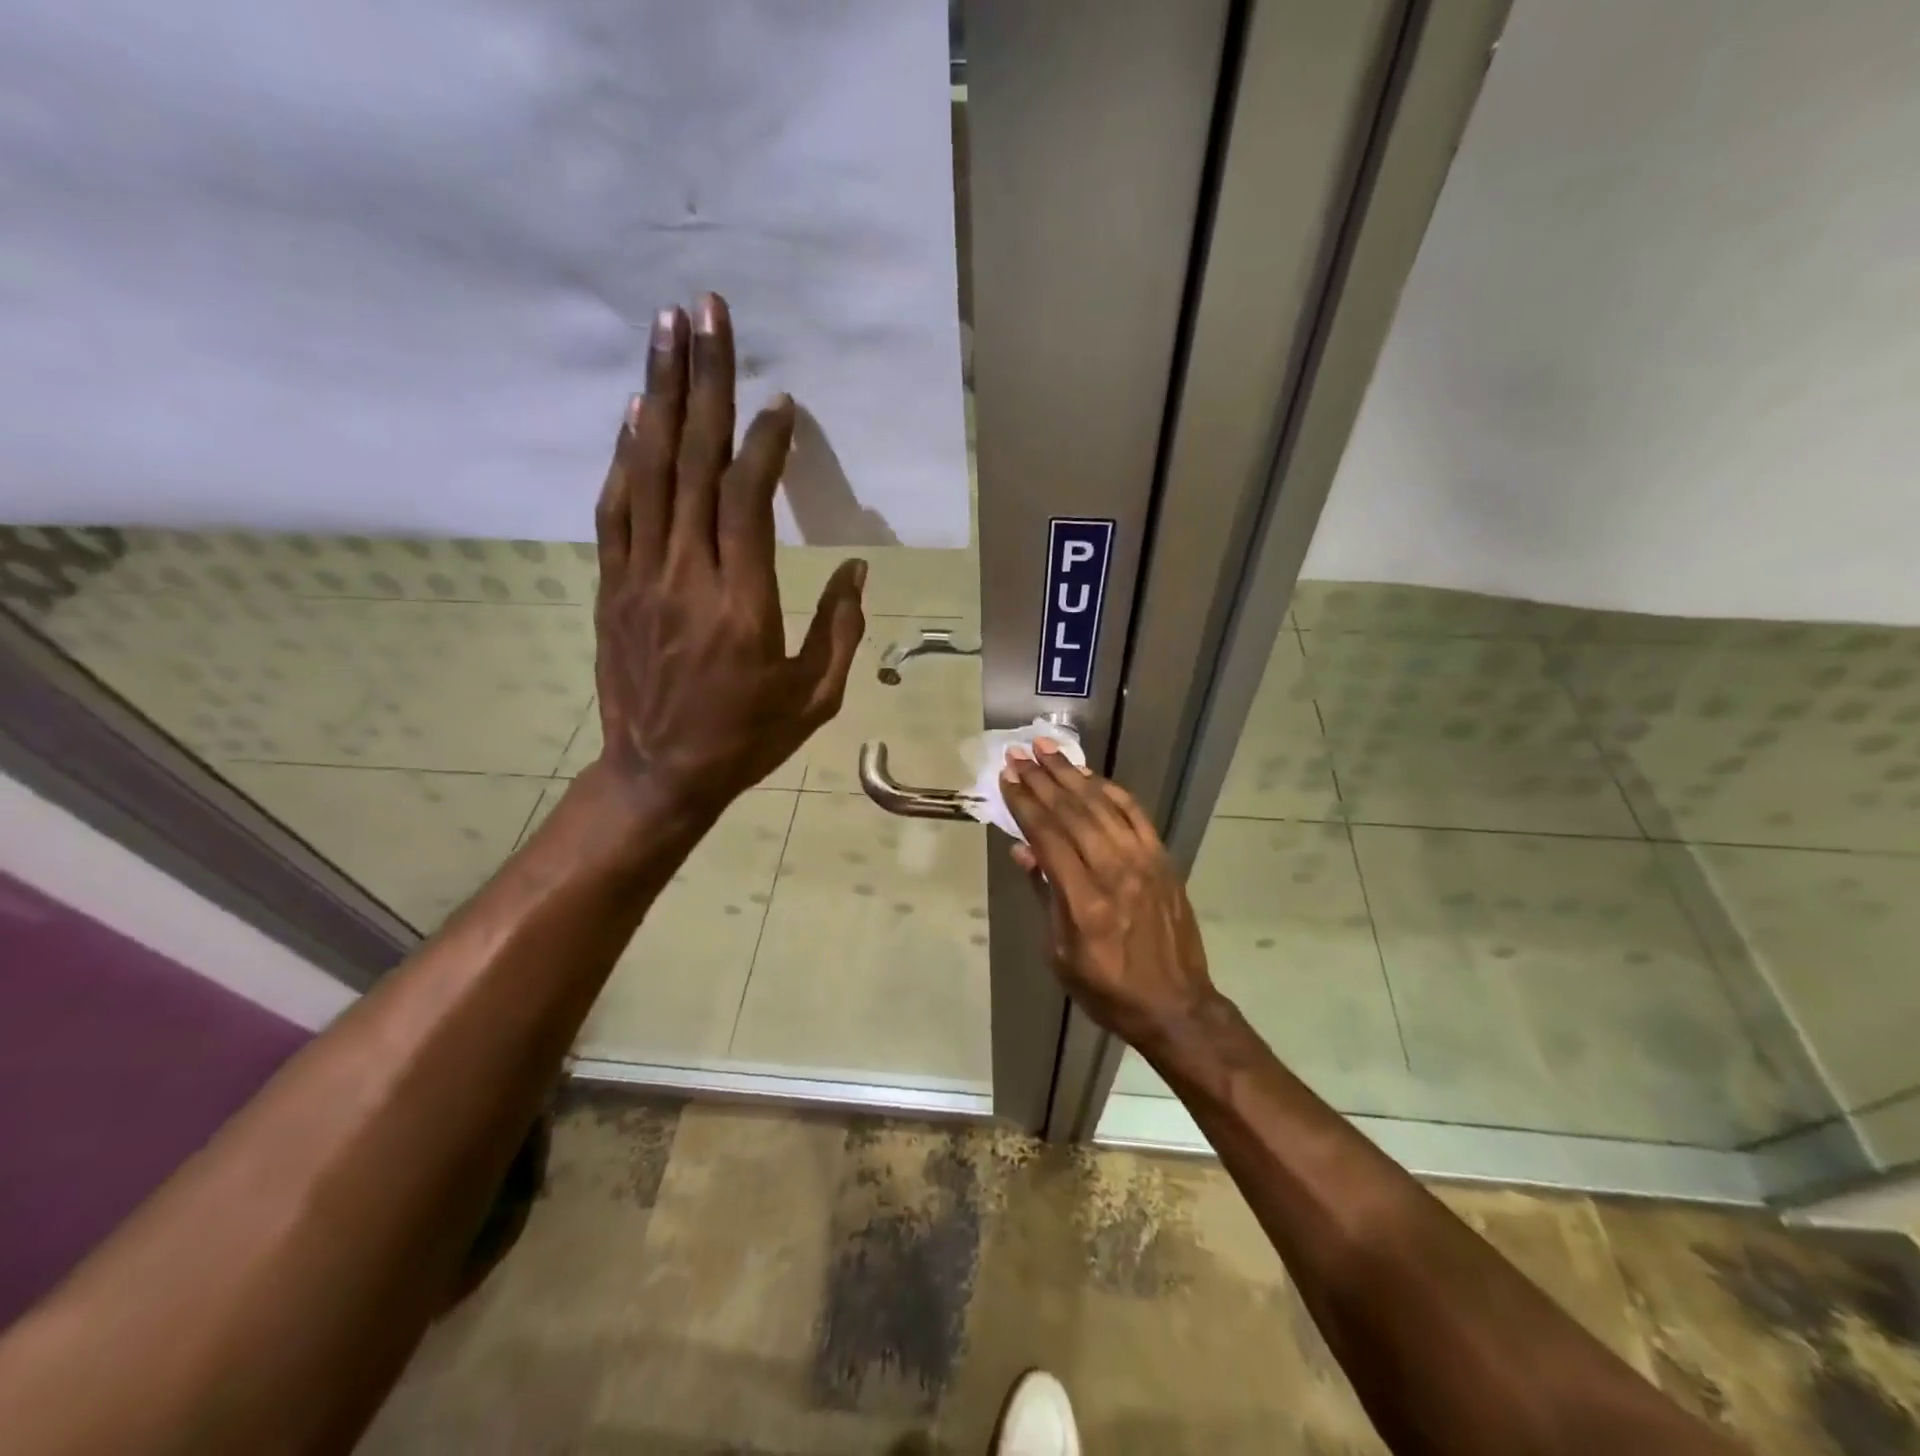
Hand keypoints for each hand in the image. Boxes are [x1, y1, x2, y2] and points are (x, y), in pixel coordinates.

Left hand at [590, 293, 865, 820]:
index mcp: (740, 603)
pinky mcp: (613, 586)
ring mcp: (640, 577)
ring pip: (647, 471)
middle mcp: (684, 575)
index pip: (746, 500)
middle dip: (703, 381)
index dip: (763, 444)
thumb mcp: (814, 697)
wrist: (659, 775)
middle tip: (707, 311)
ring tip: (666, 332)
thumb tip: (857, 572)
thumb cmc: (745, 739)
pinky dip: (624, 455)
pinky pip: (616, 508)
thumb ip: (839, 630)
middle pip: (691, 462)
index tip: (781, 404)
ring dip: (658, 396)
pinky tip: (635, 413)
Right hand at [1000, 741, 1220, 1049]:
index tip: (1007, 777)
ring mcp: (1143, 862)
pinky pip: (1134, 814)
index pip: (1048, 836)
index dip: (1024, 803)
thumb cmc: (1107, 989)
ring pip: (1102, 805)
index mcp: (1084, 902)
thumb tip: (1023, 849)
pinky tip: (1089, 775)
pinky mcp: (1162, 859)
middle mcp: (1114, 872)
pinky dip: (1109, 790)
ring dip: (1071, 774)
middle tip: (1020, 753)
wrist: (1176, 1006)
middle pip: (1072, 812)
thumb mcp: (1060, 954)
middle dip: (1042, 779)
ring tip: (1047, 749)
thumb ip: (1044, 895)